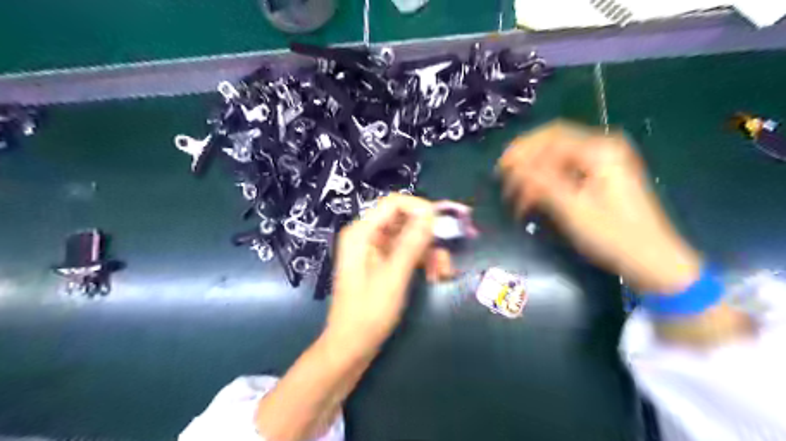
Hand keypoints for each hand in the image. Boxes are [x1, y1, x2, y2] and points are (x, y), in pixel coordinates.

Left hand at [325, 194, 435, 352]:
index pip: (394, 203)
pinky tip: (434, 276)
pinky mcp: (383, 262)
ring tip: (443, 273)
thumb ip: (411, 243)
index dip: (420, 208)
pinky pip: (407, 251)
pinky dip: (422, 261)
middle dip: (428, 236)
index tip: (443, 225)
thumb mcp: (393, 277)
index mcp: (361, 233)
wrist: (351, 347)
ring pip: (410, 237)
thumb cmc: (368, 314)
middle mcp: (367, 235)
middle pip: (405, 220)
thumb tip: (430, 213)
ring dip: (429, 251)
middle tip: (447, 256)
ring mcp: (375, 249)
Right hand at [496, 120, 699, 293]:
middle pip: (551, 144)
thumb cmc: (613, 236)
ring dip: (532, 175)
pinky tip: (532, 200)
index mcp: (600, 151)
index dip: (521, 150)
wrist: (651, 260)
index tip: (500, 170)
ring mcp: (601, 163)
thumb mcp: (573, 209)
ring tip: (515, 198)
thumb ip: (542, 182)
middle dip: (524, 161)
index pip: (551, 138)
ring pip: (554, 159)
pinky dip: (544, 183)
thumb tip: (513, 166)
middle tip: (503, 180)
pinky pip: (563, 171)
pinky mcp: (598, 177)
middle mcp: (601, 148)